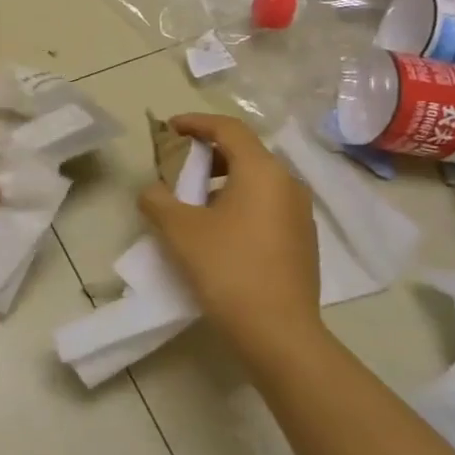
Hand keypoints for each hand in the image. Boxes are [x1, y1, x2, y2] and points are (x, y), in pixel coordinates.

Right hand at [138, 113, 322, 359]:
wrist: (279, 332)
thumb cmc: (227, 268)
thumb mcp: (179, 229)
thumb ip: (157, 200)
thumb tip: (152, 191)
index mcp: (262, 171)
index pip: (228, 128)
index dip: (195, 122)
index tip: (169, 128)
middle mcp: (288, 184)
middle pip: (245, 152)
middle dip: (207, 152)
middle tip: (176, 165)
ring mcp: (300, 214)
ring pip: (257, 180)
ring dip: (222, 179)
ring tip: (192, 199)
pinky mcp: (302, 240)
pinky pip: (266, 204)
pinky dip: (239, 201)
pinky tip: (217, 228)